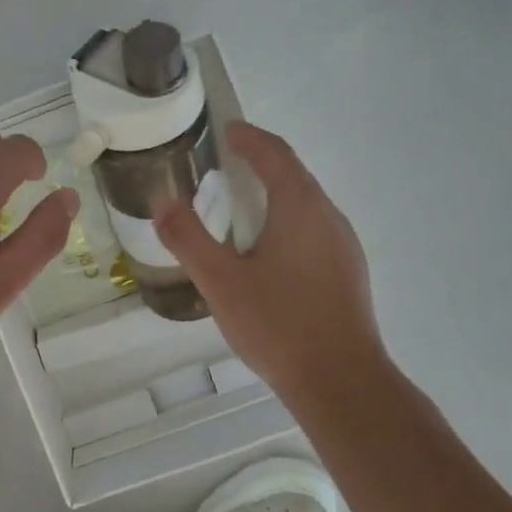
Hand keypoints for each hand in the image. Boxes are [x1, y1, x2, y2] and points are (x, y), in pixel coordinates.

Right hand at [156, 121, 384, 401]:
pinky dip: (287, 220)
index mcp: (300, 208)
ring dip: (275, 193)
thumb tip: (164, 203)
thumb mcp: (220, 282)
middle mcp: (328, 216)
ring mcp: (343, 245)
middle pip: (294, 175)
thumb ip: (188, 239)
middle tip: (226, 164)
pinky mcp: (347, 271)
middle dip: (261, 163)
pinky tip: (268, 250)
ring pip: (306, 203)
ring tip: (241, 204)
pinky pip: (314, 228)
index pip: (275, 155)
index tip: (227, 130)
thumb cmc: (278, 325)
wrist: (341, 381)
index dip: (250, 138)